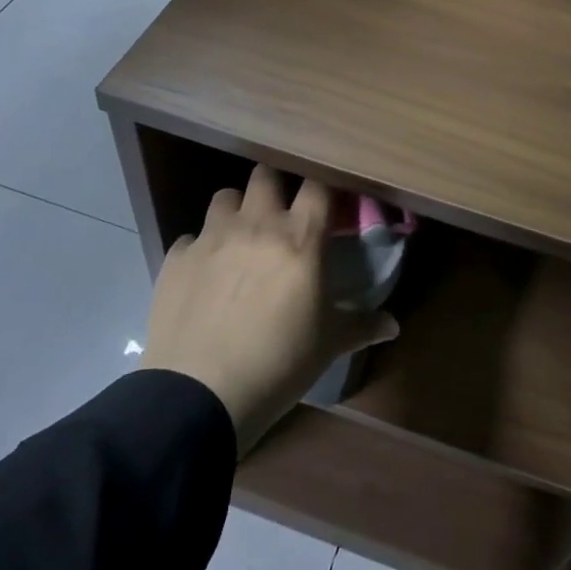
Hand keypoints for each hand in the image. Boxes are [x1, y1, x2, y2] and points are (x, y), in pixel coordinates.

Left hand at [140, 165, 398, 455]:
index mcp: (299, 238)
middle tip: (279, 212)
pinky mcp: (176, 258)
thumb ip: (362, 325)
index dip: (322, 187)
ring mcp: (212, 238)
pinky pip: (190, 238)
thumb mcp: (328, 346)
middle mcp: (256, 224)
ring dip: (235, 210)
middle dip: (274, 186)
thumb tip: (393, 326)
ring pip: (224, 196)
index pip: (316, 185)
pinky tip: (204, 275)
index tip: (326, 201)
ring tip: (240, 237)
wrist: (199, 395)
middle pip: (265, 175)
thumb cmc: (278, 363)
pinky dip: (199, 248)